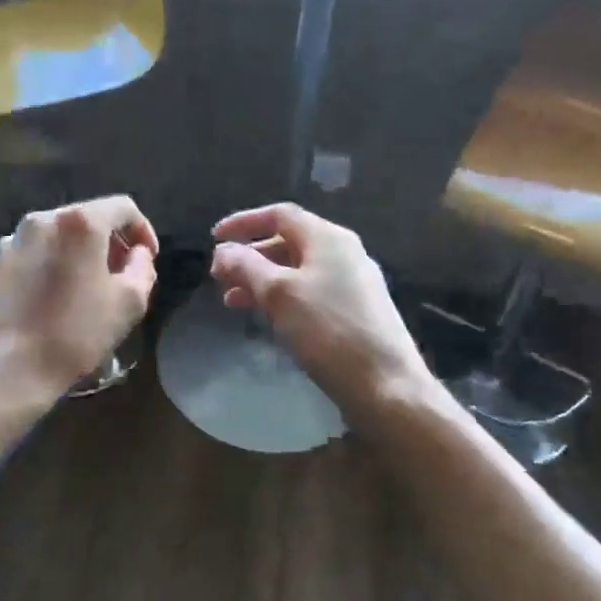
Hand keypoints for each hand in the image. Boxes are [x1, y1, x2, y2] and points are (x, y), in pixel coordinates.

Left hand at [0, 195, 159, 411]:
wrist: (5, 371)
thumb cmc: (74, 334)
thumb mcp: (130, 303)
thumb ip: (142, 267)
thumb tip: (136, 254)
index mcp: (78, 223)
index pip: (122, 208)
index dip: (142, 230)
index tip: (146, 259)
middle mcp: (40, 221)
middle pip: (84, 219)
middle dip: (107, 242)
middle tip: (118, 275)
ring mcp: (9, 242)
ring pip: (53, 238)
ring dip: (73, 255)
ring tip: (80, 290)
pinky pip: (27, 257)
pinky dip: (43, 269)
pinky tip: (46, 302)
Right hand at [210, 203, 428, 417]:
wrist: (387, 386)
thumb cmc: (328, 331)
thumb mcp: (279, 294)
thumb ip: (247, 266)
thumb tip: (223, 250)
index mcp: (327, 238)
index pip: (279, 214)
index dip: (243, 222)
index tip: (213, 238)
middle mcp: (343, 252)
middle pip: (288, 241)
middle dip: (250, 256)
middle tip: (220, 277)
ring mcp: (353, 282)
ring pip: (297, 270)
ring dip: (262, 280)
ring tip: (232, 302)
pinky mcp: (356, 311)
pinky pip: (310, 292)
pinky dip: (283, 298)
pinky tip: (267, 318)